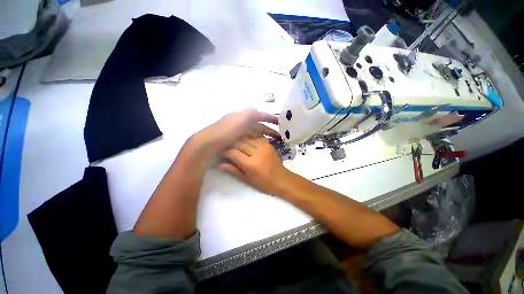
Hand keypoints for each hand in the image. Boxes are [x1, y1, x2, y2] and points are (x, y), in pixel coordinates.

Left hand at [195, 109, 279, 155]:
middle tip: (278, 135)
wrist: (208, 143)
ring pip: (253, 132)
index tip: (279, 122)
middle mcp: (239, 122)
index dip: (269, 118)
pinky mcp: (233, 140)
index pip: (259, 115)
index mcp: (241, 116)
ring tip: (270, 141)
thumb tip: (257, 109)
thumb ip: (250, 114)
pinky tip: (258, 145)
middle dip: (268, 129)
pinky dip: (255, 140)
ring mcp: (236, 132)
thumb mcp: (239, 119)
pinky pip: (248, 139)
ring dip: (262, 135)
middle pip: (257, 125)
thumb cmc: (225, 131)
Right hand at [218, 136, 291, 195]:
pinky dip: (248, 136)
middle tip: (225, 147)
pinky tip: (244, 139)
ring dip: (238, 139)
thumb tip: (218, 164)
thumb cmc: (264, 184)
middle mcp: (257, 152)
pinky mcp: (268, 143)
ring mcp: (263, 146)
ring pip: (246, 137)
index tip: (220, 153)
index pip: (233, 153)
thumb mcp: (247, 180)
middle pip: (239, 143)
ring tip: (233, 142)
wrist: (282, 179)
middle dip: (230, 144)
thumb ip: (233, 170)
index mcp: (251, 164)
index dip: (225, 152)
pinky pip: (255, 136)